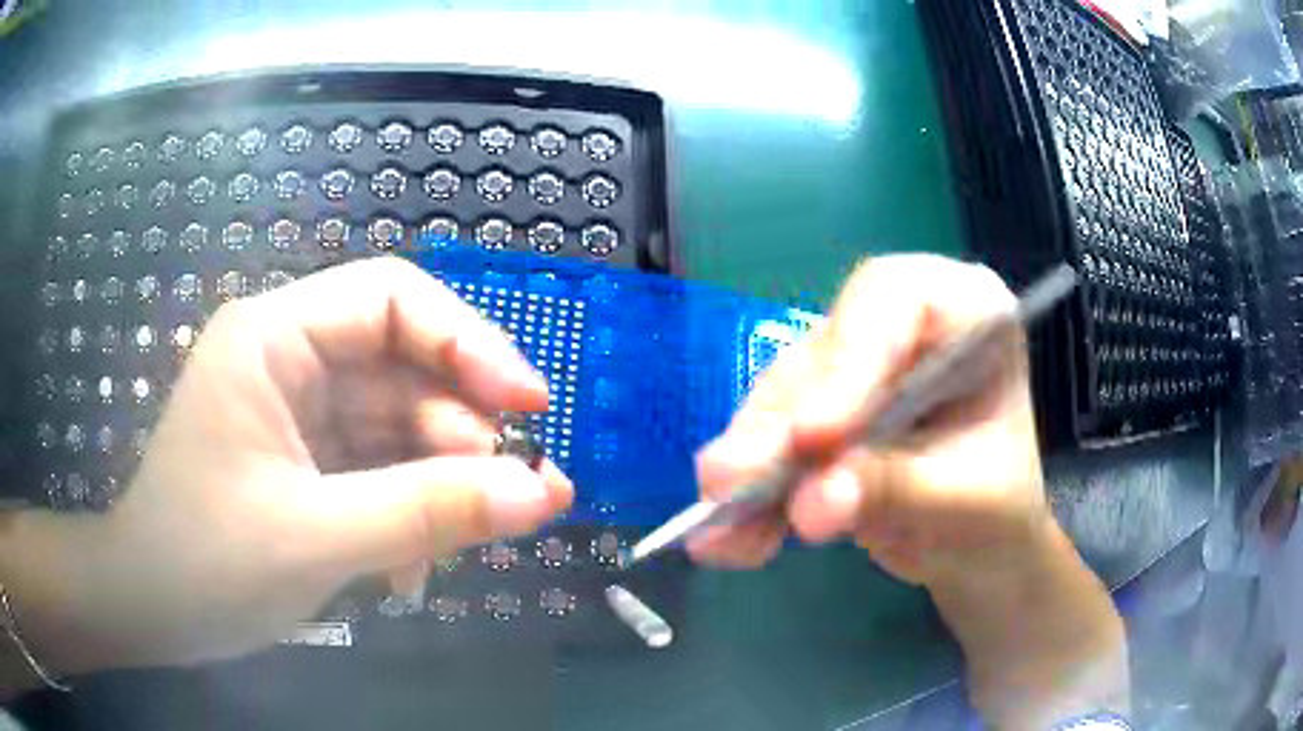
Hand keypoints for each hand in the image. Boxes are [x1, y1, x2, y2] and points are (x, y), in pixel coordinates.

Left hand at [7, 258, 571, 674]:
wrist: (151, 612)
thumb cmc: (204, 564)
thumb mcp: (314, 539)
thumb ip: (427, 513)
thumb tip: (540, 494)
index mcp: (272, 338)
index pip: (391, 298)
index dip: (469, 341)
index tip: (530, 406)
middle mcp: (288, 360)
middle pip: (403, 369)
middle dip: (463, 436)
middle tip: (523, 499)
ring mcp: (298, 415)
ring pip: (399, 430)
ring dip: (438, 490)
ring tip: (458, 553)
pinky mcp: (305, 464)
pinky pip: (380, 472)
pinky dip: (407, 517)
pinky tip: (406, 572)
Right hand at [688, 255, 1127, 728]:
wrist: (984, 557)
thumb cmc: (1003, 516)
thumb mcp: (970, 503)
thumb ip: (898, 489)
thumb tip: (818, 491)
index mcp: (968, 312)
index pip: (896, 301)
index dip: (852, 357)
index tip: (819, 434)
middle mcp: (905, 329)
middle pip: (826, 352)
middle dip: (780, 421)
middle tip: (736, 479)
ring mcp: (857, 376)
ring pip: (783, 404)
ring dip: (750, 469)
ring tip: (722, 525)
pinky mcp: (823, 426)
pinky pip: (771, 449)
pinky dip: (750, 497)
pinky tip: (730, 537)